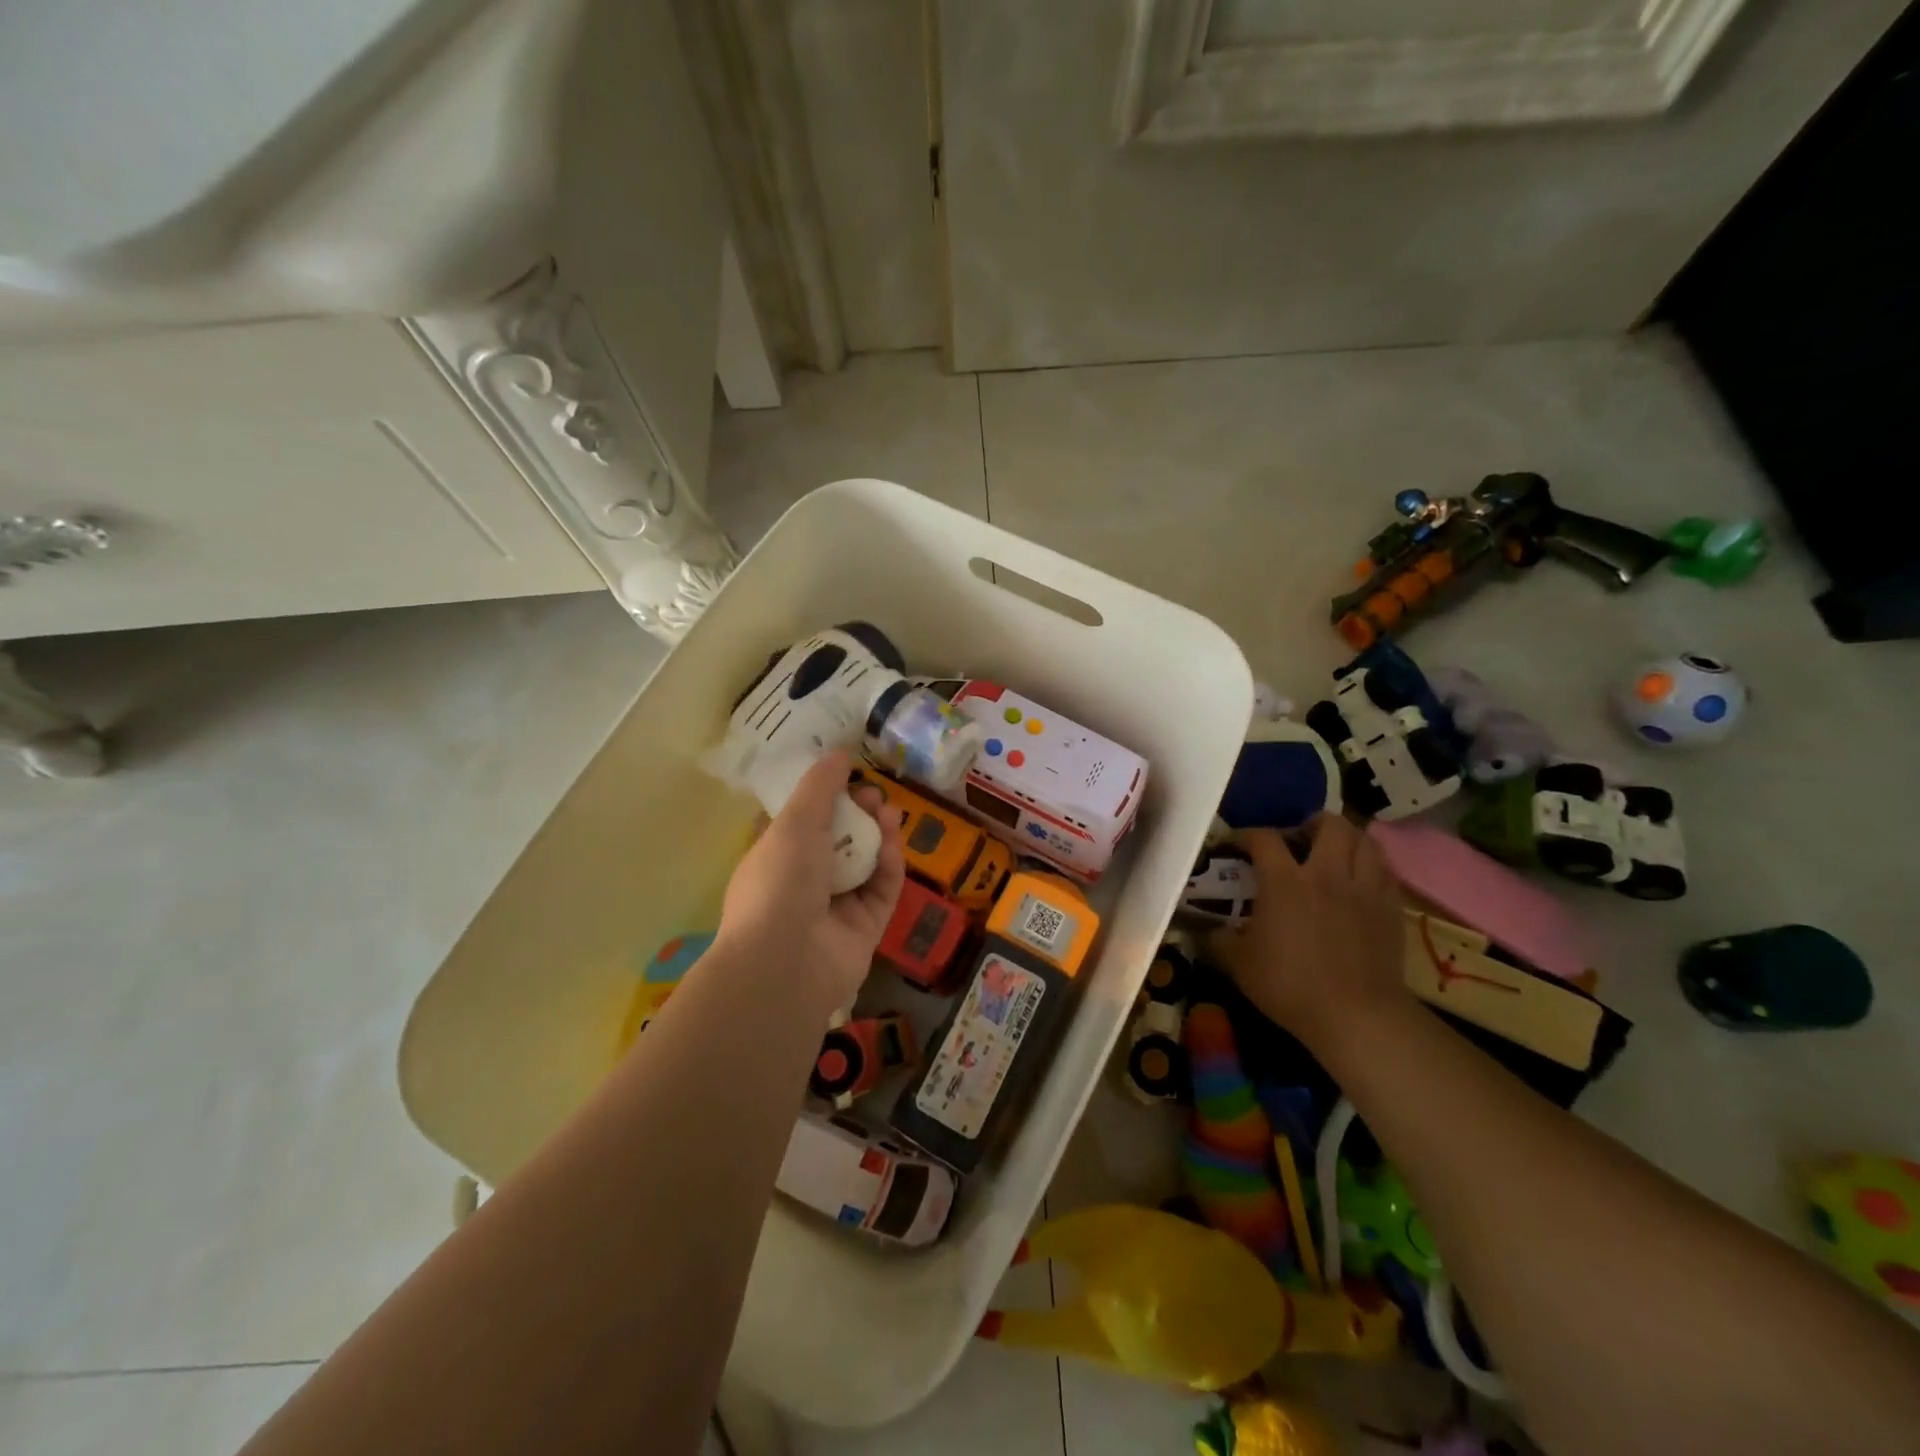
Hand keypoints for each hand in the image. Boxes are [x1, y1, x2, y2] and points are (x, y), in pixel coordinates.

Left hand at [716, 751, 904, 1015]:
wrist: (786, 963)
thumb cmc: (779, 882)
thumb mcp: (795, 822)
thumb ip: (819, 786)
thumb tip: (838, 753)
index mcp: (775, 857)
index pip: (801, 823)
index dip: (825, 799)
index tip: (846, 778)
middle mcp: (803, 882)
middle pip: (839, 840)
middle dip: (859, 814)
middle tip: (875, 796)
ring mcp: (835, 907)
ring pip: (864, 863)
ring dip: (877, 836)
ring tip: (890, 813)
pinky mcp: (864, 928)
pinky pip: (881, 890)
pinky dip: (887, 867)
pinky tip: (892, 845)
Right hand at [1207, 815, 1407, 1056]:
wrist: (1357, 1015)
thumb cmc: (1291, 985)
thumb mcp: (1239, 964)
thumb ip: (1218, 939)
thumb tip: (1204, 929)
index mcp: (1285, 881)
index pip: (1264, 838)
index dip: (1247, 835)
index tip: (1236, 844)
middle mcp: (1326, 873)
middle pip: (1330, 824)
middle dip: (1312, 824)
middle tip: (1299, 840)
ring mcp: (1363, 888)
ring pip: (1365, 840)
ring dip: (1347, 839)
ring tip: (1333, 853)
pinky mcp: (1390, 908)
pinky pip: (1384, 870)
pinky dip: (1370, 865)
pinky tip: (1358, 881)